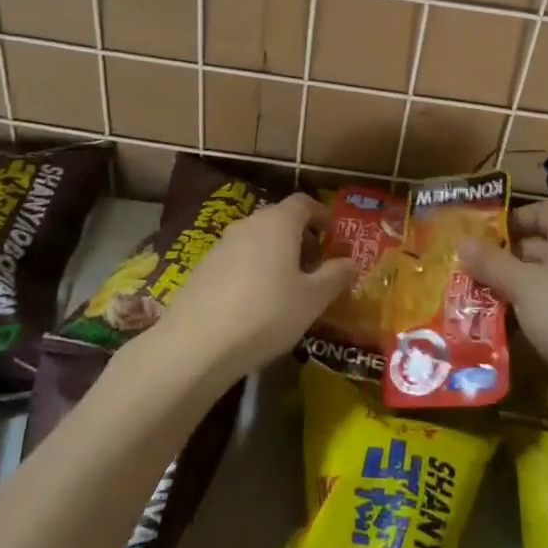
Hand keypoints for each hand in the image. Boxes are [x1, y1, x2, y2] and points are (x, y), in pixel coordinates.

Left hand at [145, 193, 354, 387]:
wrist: (196, 345)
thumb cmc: (266, 314)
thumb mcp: (312, 299)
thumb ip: (335, 276)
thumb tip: (350, 262)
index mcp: (278, 223)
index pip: (304, 203)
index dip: (322, 215)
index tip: (334, 236)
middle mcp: (248, 224)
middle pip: (280, 220)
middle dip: (301, 238)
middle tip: (315, 267)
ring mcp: (220, 245)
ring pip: (257, 240)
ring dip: (276, 255)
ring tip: (288, 288)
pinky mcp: (202, 269)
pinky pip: (237, 259)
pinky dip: (253, 270)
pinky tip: (256, 302)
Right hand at [459, 202, 547, 389]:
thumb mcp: (521, 285)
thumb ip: (490, 261)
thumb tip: (461, 241)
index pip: (540, 211)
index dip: (511, 219)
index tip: (481, 235)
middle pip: (540, 243)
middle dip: (505, 256)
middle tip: (470, 268)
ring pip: (544, 275)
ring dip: (513, 283)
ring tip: (479, 294)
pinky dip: (530, 304)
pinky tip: (505, 320)